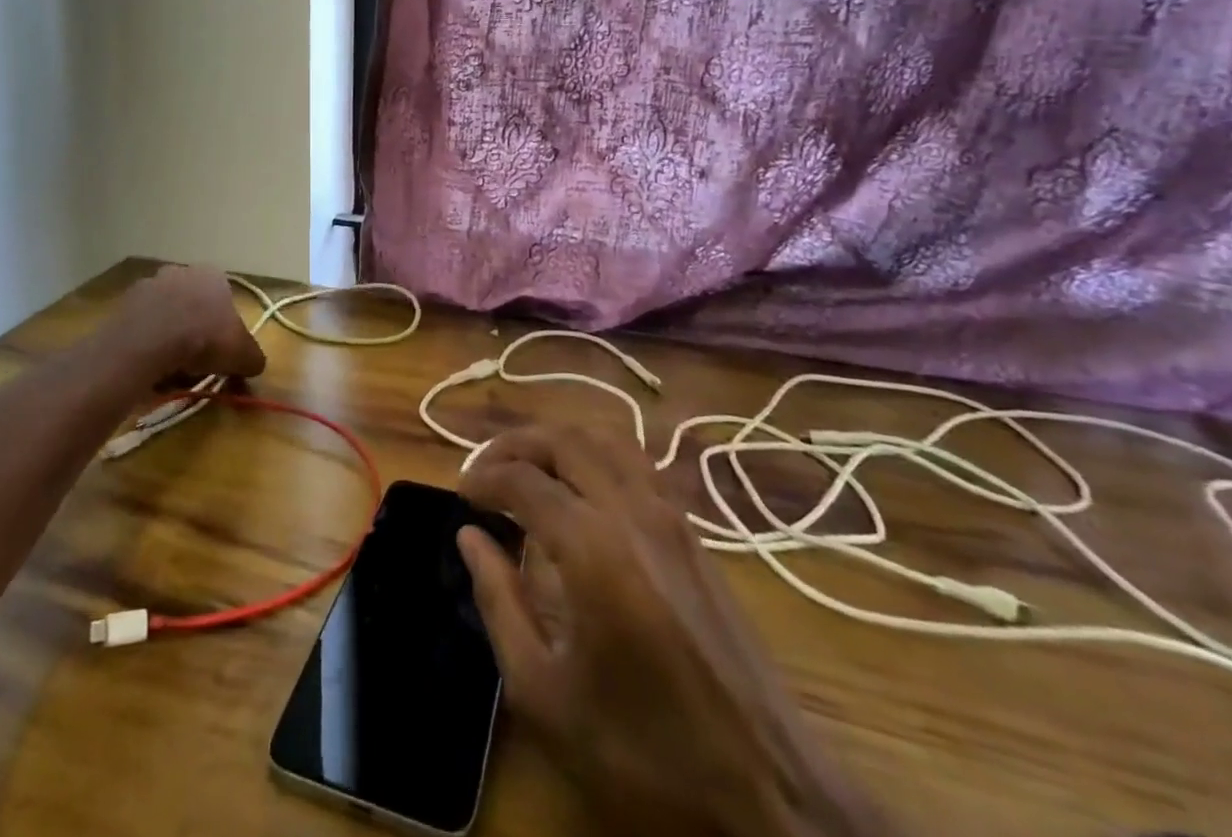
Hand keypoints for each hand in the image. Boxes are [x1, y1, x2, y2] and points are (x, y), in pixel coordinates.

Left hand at [100, 264, 266, 384]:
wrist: (150, 341)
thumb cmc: (205, 338)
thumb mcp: (243, 355)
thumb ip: (253, 358)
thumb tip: (254, 365)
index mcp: (213, 275)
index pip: (224, 300)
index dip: (224, 329)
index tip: (221, 353)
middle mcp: (181, 271)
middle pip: (193, 304)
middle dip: (195, 330)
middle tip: (196, 362)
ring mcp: (150, 283)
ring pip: (166, 314)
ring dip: (169, 336)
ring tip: (170, 368)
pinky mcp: (125, 302)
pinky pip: (142, 325)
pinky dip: (147, 342)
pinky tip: (149, 363)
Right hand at [458, 426, 892, 836]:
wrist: (771, 792)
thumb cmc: (646, 749)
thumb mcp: (545, 694)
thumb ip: (499, 602)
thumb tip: (470, 538)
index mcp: (592, 546)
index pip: (522, 479)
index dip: (482, 478)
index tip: (460, 495)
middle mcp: (632, 511)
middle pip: (563, 439)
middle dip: (515, 444)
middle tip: (484, 472)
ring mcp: (671, 516)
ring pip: (605, 440)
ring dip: (557, 442)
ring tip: (528, 469)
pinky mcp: (694, 533)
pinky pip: (636, 464)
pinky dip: (595, 457)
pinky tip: (580, 492)